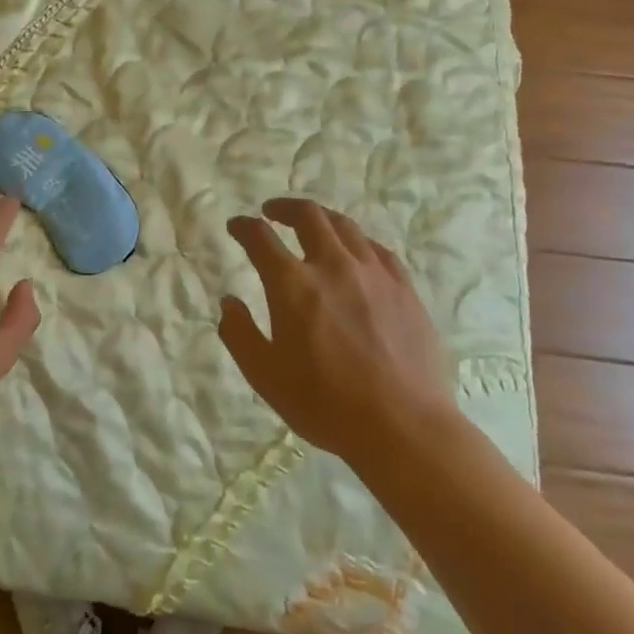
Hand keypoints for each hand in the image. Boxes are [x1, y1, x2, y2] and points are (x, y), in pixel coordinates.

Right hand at [219, 198, 458, 465]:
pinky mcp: (404, 289)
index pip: (261, 238)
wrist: (402, 426)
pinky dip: (358, 242)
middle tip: (272, 212)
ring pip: (345, 226)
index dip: (244, 227)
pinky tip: (357, 253)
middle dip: (285, 207)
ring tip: (313, 225)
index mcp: (292, 284)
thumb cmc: (325, 403)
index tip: (236, 226)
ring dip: (322, 219)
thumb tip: (229, 302)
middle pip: (309, 216)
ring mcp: (374, 274)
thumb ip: (240, 334)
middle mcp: (332, 266)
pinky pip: (378, 250)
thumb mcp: (265, 376)